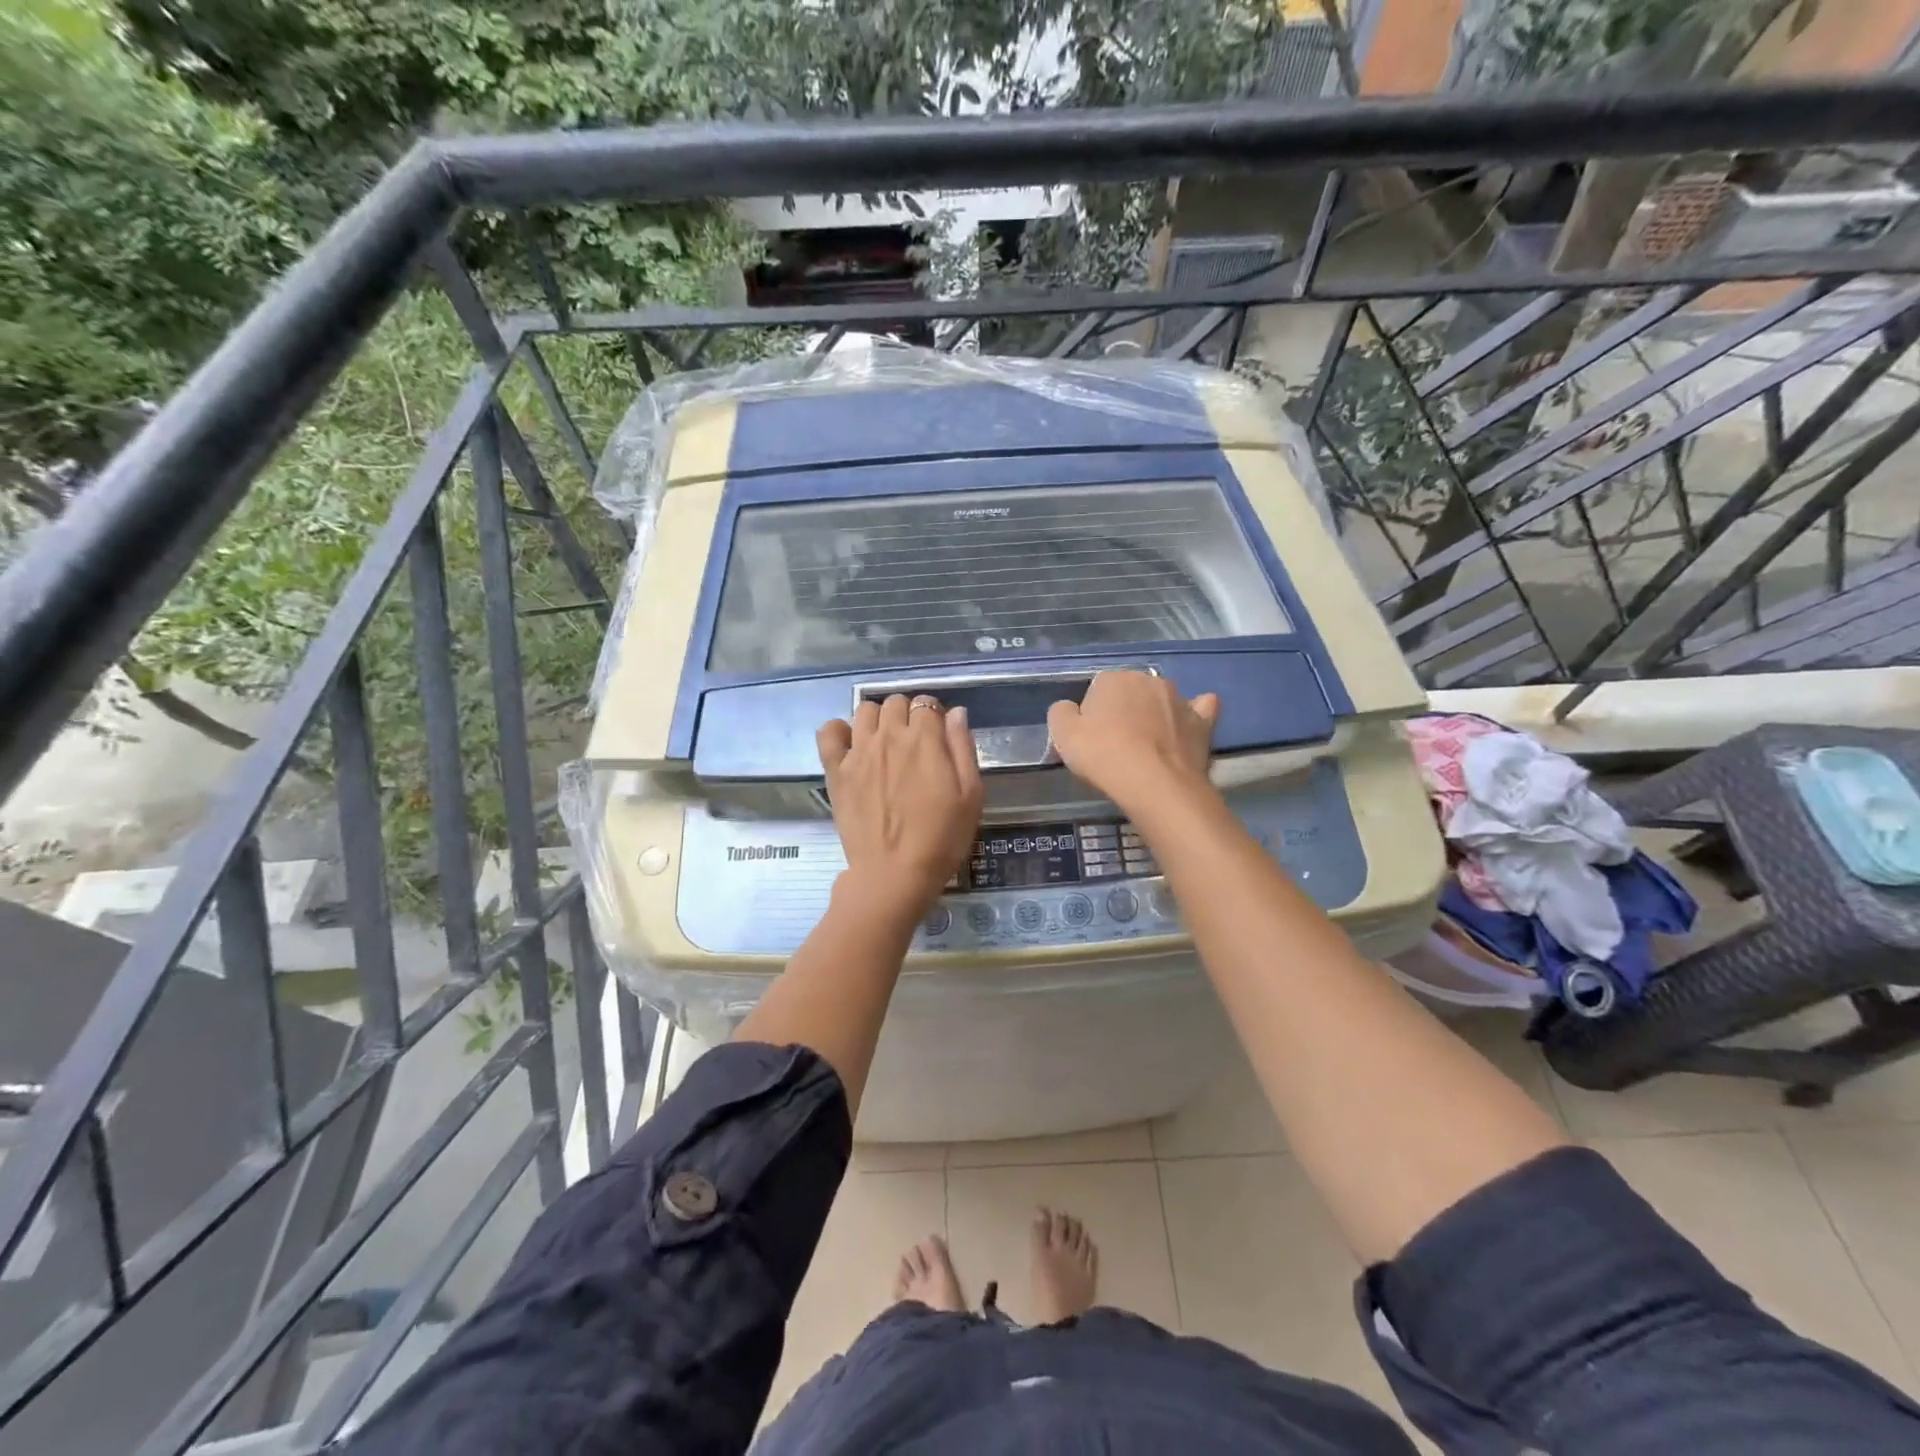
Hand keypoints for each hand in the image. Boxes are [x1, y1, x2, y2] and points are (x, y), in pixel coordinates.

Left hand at [817, 695, 983, 922]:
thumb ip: (962, 748)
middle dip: (907, 714)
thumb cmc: (941, 838)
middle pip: (895, 702)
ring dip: (878, 719)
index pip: (927, 704)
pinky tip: (851, 746)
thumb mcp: (970, 795)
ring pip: (865, 710)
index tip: (938, 736)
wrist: (894, 874)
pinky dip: (839, 731)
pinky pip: (829, 732)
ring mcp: (858, 752)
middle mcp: (889, 736)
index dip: (934, 716)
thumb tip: (955, 712)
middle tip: (914, 743)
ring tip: (885, 743)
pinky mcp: (836, 770)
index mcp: (924, 739)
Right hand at [1047, 671, 1218, 816]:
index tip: (1091, 738)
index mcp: (1113, 678)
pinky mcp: (1203, 721)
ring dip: (1155, 714)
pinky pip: (1199, 710)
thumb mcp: (1063, 735)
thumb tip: (1069, 708)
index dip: (1092, 714)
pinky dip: (1192, 716)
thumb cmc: (1104, 756)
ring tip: (1148, 746)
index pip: (1098, 689)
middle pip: (1131, 692)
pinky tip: (1187, 729)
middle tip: (1117, 744)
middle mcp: (1149, 680)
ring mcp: (1180, 699)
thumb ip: (1061, 713)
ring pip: (1162, 700)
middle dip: (1125, 710)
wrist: (1155, 784)